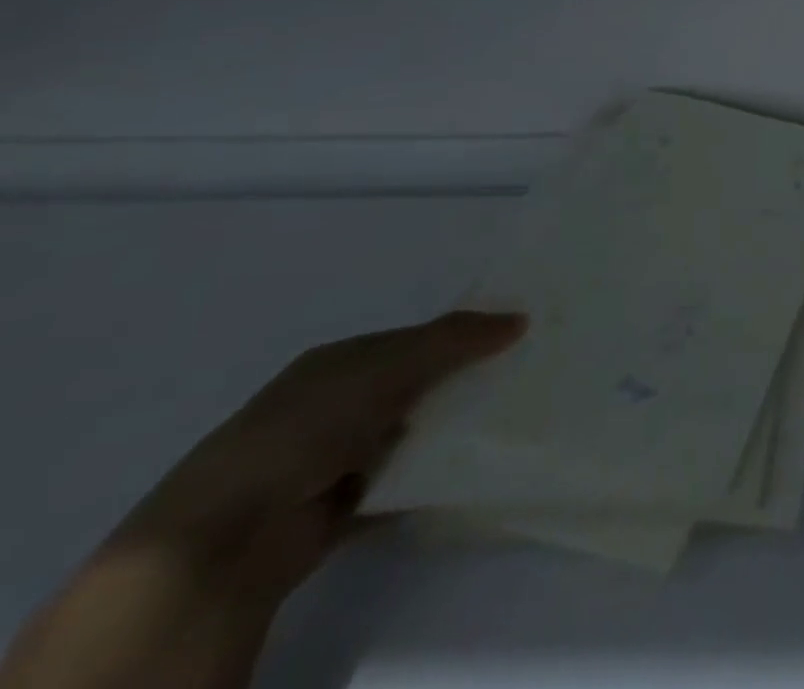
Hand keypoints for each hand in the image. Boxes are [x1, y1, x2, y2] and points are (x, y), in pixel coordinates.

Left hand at [2, 311, 524, 688]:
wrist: (226, 535)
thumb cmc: (308, 426)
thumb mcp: (391, 365)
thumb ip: (456, 338)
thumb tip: (521, 318)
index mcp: (339, 361)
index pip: (414, 338)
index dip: (462, 334)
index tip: (514, 335)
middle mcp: (335, 403)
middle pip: (415, 383)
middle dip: (463, 381)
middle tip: (526, 373)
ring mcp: (334, 457)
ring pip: (412, 432)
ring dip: (450, 430)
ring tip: (513, 417)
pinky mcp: (340, 506)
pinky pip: (402, 480)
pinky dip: (432, 475)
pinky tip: (474, 466)